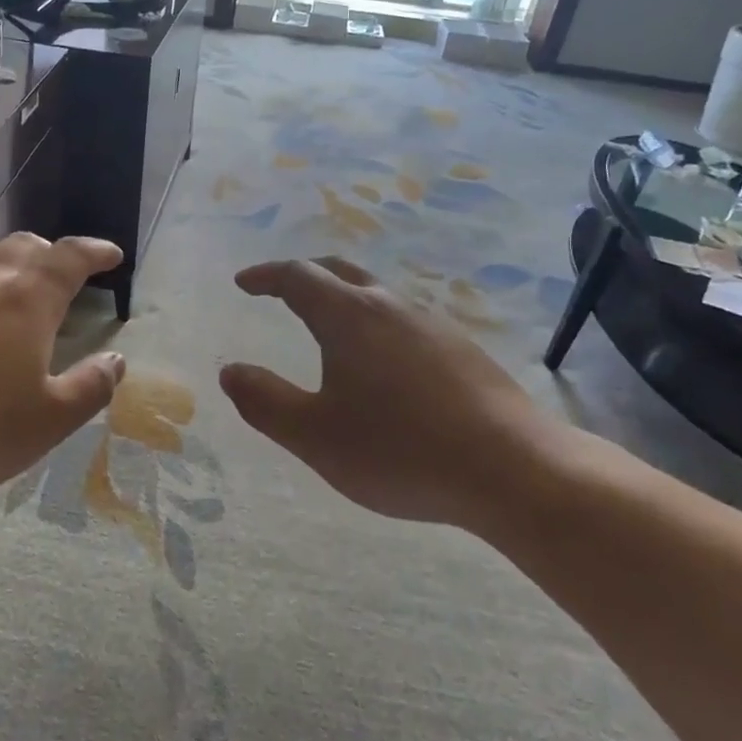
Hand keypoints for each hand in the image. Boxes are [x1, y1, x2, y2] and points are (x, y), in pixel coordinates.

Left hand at [0, 234, 126, 504]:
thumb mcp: (49, 421)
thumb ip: (91, 387)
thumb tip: (116, 359)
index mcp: (27, 301)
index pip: (70, 256)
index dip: (96, 251)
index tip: (113, 256)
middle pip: (25, 246)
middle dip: (54, 254)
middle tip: (69, 276)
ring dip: (14, 268)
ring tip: (23, 298)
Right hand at [219, 257, 563, 524]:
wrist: (511, 468)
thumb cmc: (399, 450)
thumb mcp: (315, 435)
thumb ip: (264, 401)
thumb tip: (230, 371)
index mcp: (348, 316)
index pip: (297, 277)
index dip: (265, 276)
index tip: (243, 283)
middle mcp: (390, 306)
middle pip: (339, 272)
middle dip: (304, 276)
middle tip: (280, 291)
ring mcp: (432, 324)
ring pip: (376, 295)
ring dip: (343, 299)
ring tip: (328, 327)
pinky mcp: (462, 349)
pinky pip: (404, 320)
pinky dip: (375, 324)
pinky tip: (383, 362)